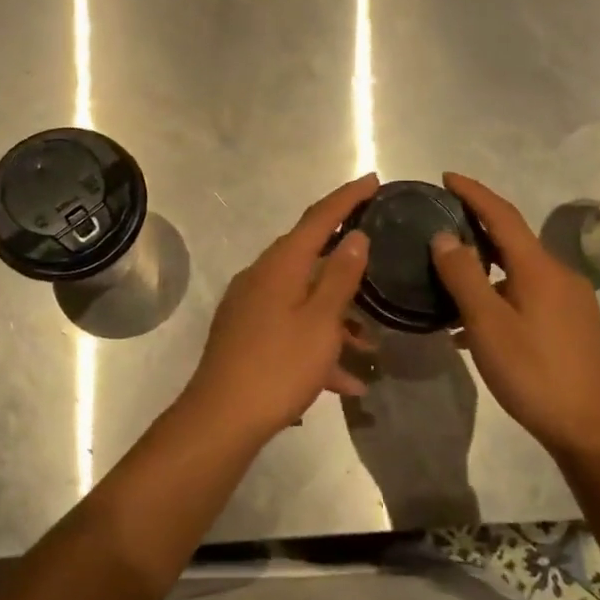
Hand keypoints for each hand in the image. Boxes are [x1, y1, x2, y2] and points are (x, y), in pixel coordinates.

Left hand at [178, 174, 377, 441]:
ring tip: (371, 343)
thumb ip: (340, 276)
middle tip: (378, 250)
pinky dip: (318, 344)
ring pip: (303, 297)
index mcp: (281, 265)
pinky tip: (347, 382)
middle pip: (309, 254)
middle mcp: (262, 276)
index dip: (347, 198)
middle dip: (346, 257)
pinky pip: (291, 327)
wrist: (221, 418)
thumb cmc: (278, 366)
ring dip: (337, 316)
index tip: (373, 181)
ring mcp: (251, 306)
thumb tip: (355, 236)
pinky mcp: (246, 334)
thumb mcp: (321, 322)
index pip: (319, 218)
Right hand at [429, 172, 599, 458]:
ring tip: (448, 277)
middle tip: (440, 224)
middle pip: (512, 239)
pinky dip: (499, 294)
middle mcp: (559, 274)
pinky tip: (475, 322)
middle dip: (477, 227)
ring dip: (485, 267)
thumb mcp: (488, 325)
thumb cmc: (535, 373)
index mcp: (539, 267)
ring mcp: (569, 300)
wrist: (594, 428)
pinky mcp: (572, 324)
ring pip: (518, 270)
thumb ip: (463, 277)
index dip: (474, 192)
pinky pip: (527, 294)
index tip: (446, 177)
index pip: (502, 215)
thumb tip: (444, 236)